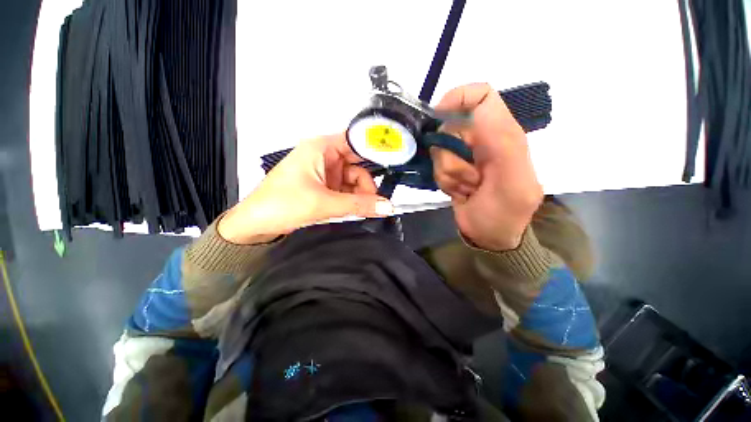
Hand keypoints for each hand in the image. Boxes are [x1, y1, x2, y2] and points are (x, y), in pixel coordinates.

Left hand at [218, 134, 393, 243]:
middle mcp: (324, 156)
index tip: (394, 161)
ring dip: (361, 194)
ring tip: (366, 209)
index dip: (376, 149)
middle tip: (378, 200)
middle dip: (368, 183)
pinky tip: (356, 209)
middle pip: (358, 164)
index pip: (357, 141)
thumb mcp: (323, 204)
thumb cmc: (280, 204)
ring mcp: (324, 172)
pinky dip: (353, 199)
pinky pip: (345, 189)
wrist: (256, 224)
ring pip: (353, 179)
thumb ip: (358, 205)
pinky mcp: (323, 186)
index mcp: (321, 148)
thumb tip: (386, 206)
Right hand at [431, 83, 542, 250]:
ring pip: (440, 150)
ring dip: (449, 174)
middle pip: (450, 128)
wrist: (490, 236)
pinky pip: (436, 167)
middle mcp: (482, 139)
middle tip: (470, 179)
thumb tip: (475, 113)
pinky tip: (460, 193)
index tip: (439, 117)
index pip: (481, 95)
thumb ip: (503, 145)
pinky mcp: (452, 169)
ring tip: (467, 189)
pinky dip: (444, 182)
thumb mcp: (512, 182)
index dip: (457, 98)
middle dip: (452, 157)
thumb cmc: (505, 213)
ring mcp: (464, 155)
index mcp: (504, 134)